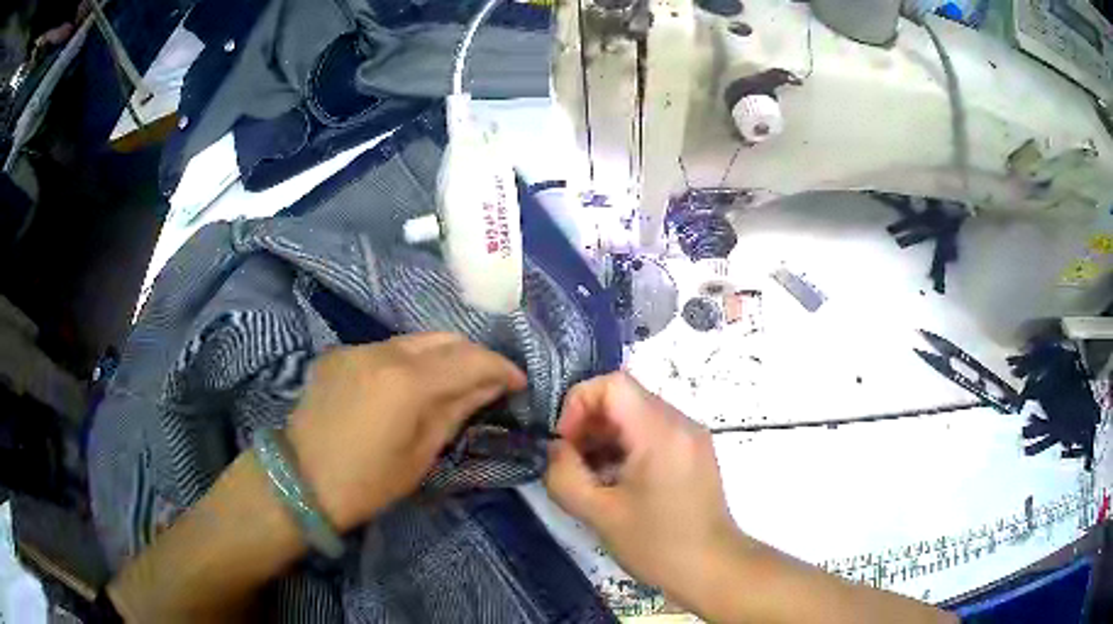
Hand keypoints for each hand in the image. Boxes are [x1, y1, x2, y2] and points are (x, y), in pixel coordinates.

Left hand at [286, 333, 525, 531]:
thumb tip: (487, 387)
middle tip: (488, 381)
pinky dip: (407, 361)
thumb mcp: (420, 455)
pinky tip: (406, 385)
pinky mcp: (339, 354)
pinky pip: (385, 348)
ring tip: (451, 381)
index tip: (519, 381)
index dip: (501, 367)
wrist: (300, 480)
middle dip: (473, 356)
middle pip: (444, 338)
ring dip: (440, 356)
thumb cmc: (367, 482)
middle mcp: (383, 351)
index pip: (470, 359)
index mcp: (408, 381)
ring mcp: (357, 348)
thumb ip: (455, 411)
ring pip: (414, 340)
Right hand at [544, 372, 741, 605]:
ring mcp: (692, 436)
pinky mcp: (695, 452)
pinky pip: (654, 432)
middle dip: (589, 422)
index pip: (613, 384)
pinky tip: (616, 481)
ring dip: (606, 436)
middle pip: (625, 397)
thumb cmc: (658, 544)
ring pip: (637, 414)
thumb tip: (555, 450)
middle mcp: (681, 423)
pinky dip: (627, 446)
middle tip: (573, 462)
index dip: (578, 404)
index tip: (566, 442)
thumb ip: (564, 476)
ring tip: (592, 475)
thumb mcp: (599, 514)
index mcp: (660, 431)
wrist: (713, 568)